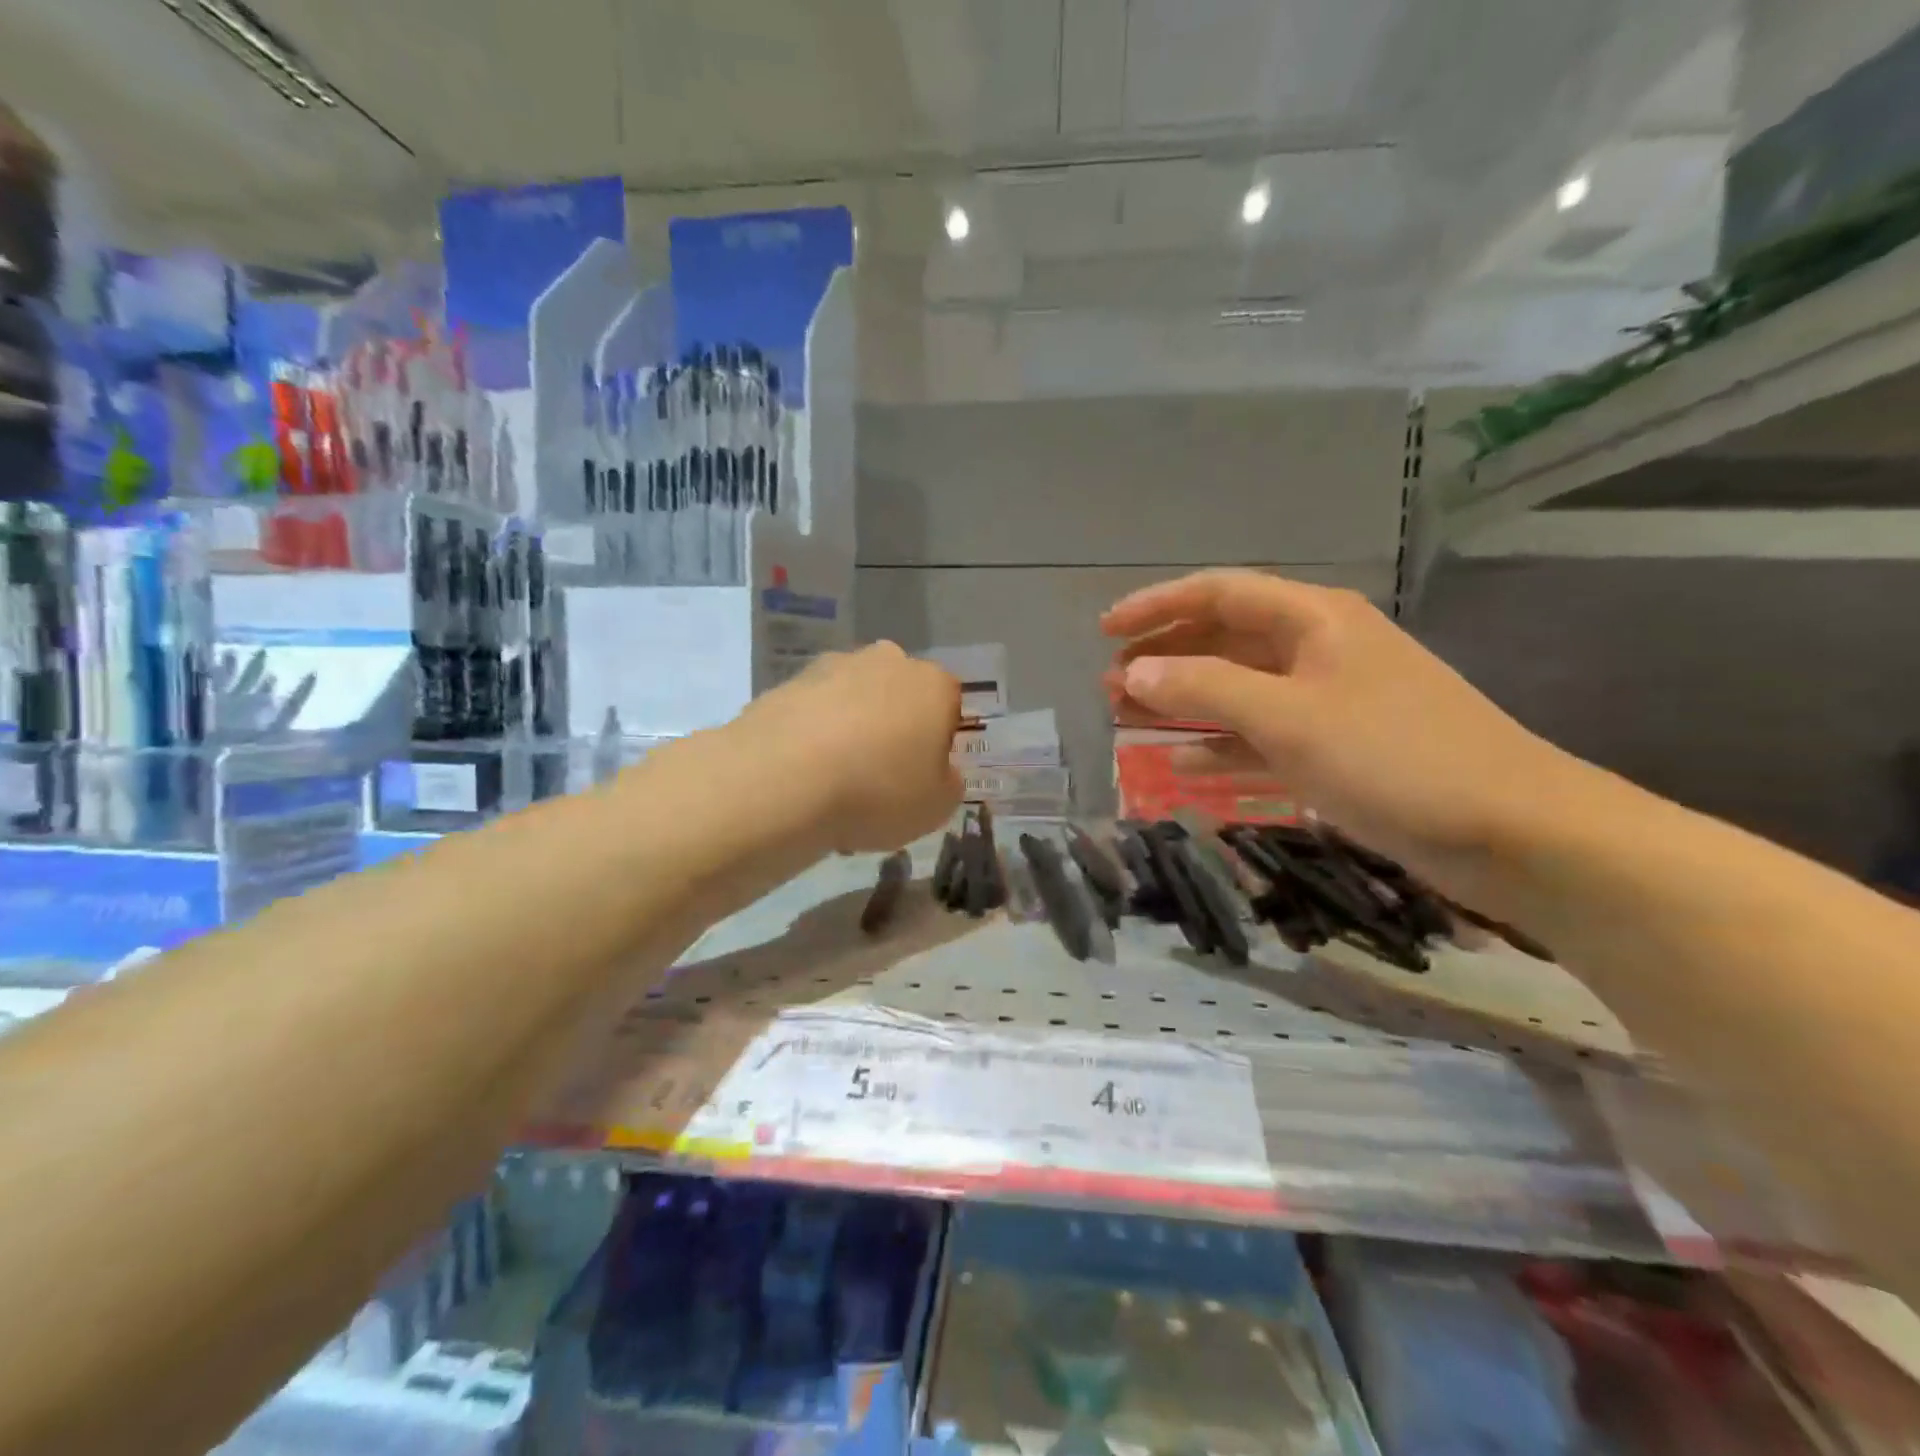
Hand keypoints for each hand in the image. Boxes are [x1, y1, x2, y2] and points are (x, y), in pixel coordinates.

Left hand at [734, 642, 962, 853]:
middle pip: (899, 693)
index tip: (923, 774)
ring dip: (851, 727)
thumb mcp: (937, 806)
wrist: (783, 780)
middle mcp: (886, 662)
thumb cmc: (878, 791)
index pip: (949, 705)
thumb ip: (948, 783)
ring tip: (835, 780)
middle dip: (894, 725)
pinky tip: (803, 774)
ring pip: (852, 699)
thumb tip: (939, 771)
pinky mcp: (786, 683)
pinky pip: (812, 712)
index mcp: (933, 684)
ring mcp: (831, 667)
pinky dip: (812, 735)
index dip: (939, 741)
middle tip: (881, 774)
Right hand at [1103, 571, 1588, 901]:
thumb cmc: (1393, 757)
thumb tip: (1133, 673)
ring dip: (1184, 702)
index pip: (1217, 593)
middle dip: (1164, 659)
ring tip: (1129, 720)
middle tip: (1109, 687)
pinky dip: (1222, 744)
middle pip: (1224, 640)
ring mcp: (1329, 699)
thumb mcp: (1287, 717)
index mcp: (1312, 619)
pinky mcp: (1338, 746)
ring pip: (1238, 689)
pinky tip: (1184, 762)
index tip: (1104, 632)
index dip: (1157, 606)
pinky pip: (1262, 734)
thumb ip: (1204, 689)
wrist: (1510, 830)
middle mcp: (1318, 647)